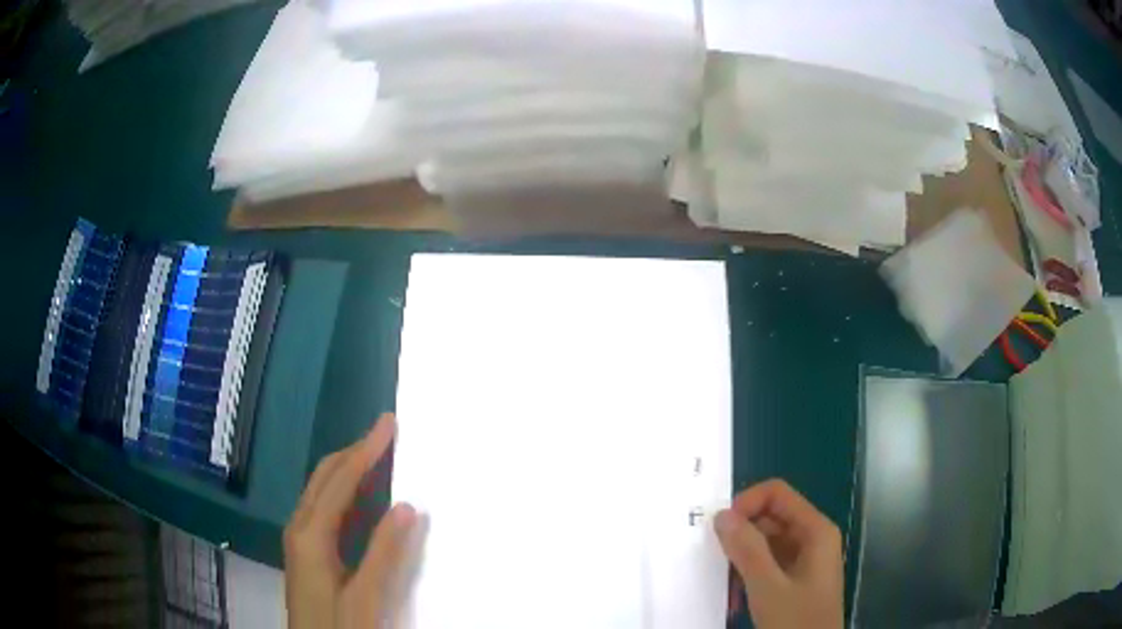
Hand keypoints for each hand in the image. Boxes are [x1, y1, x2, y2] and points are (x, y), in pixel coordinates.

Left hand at [284, 413, 418, 628]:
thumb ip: (384, 552)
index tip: (388, 424)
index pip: (341, 480)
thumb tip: (405, 505)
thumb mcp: (366, 595)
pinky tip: (361, 496)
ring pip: (322, 489)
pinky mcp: (306, 551)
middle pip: (325, 476)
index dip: (366, 450)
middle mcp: (300, 527)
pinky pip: (323, 507)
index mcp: (311, 533)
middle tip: (385, 432)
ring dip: (349, 468)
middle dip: (354, 450)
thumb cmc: (338, 624)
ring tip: (377, 454)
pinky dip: (344, 491)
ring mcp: (300, 538)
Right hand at [714, 479, 843, 628]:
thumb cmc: (796, 620)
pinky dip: (748, 575)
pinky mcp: (796, 580)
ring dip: (741, 560)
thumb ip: (747, 549)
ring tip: (724, 583)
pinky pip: (767, 565)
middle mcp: (812, 538)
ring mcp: (805, 560)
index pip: (777, 494)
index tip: (720, 530)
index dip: (746, 503)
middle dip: (740, 535)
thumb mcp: (768, 587)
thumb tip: (722, 514)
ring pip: (766, 543)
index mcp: (815, 530)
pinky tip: (735, 598)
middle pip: (770, 517)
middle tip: (715, 559)